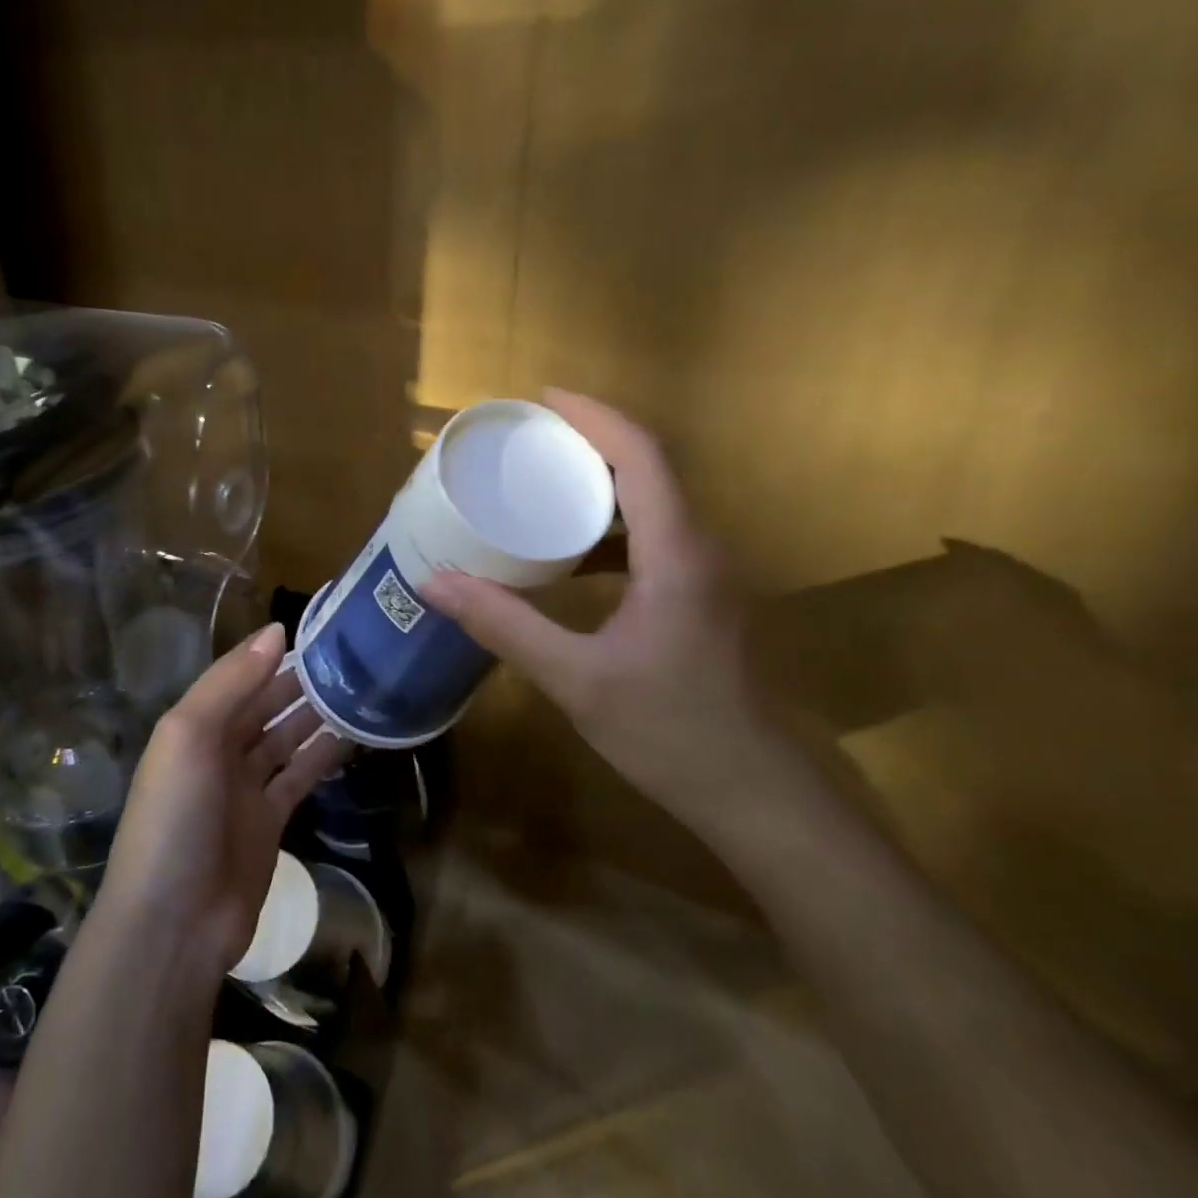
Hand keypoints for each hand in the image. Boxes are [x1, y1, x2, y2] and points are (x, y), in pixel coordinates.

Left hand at [96, 623, 348, 978]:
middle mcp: (219, 751)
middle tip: (350, 654)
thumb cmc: (175, 817)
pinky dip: (323, 755)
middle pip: (264, 705)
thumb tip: (277, 630)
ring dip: (315, 713)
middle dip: (300, 680)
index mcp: (194, 726)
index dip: (272, 653)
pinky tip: (352, 734)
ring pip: (286, 737)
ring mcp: (245, 788)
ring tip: (359, 685)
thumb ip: (231, 683)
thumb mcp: (190, 736)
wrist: (174, 923)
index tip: (318, 627)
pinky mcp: (271, 821)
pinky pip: (300, 775)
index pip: (239, 677)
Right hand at [423, 389, 783, 827]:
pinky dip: (610, 531)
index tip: (542, 399)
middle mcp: (701, 549)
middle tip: (527, 442)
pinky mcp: (704, 602)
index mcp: (677, 552)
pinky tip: (571, 559)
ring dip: (600, 487)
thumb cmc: (671, 733)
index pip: (641, 455)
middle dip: (589, 443)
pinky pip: (655, 542)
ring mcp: (708, 577)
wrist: (762, 798)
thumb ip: (505, 625)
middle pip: (650, 469)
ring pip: (654, 506)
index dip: (593, 416)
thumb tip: (435, 583)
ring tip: (540, 488)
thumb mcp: (576, 678)